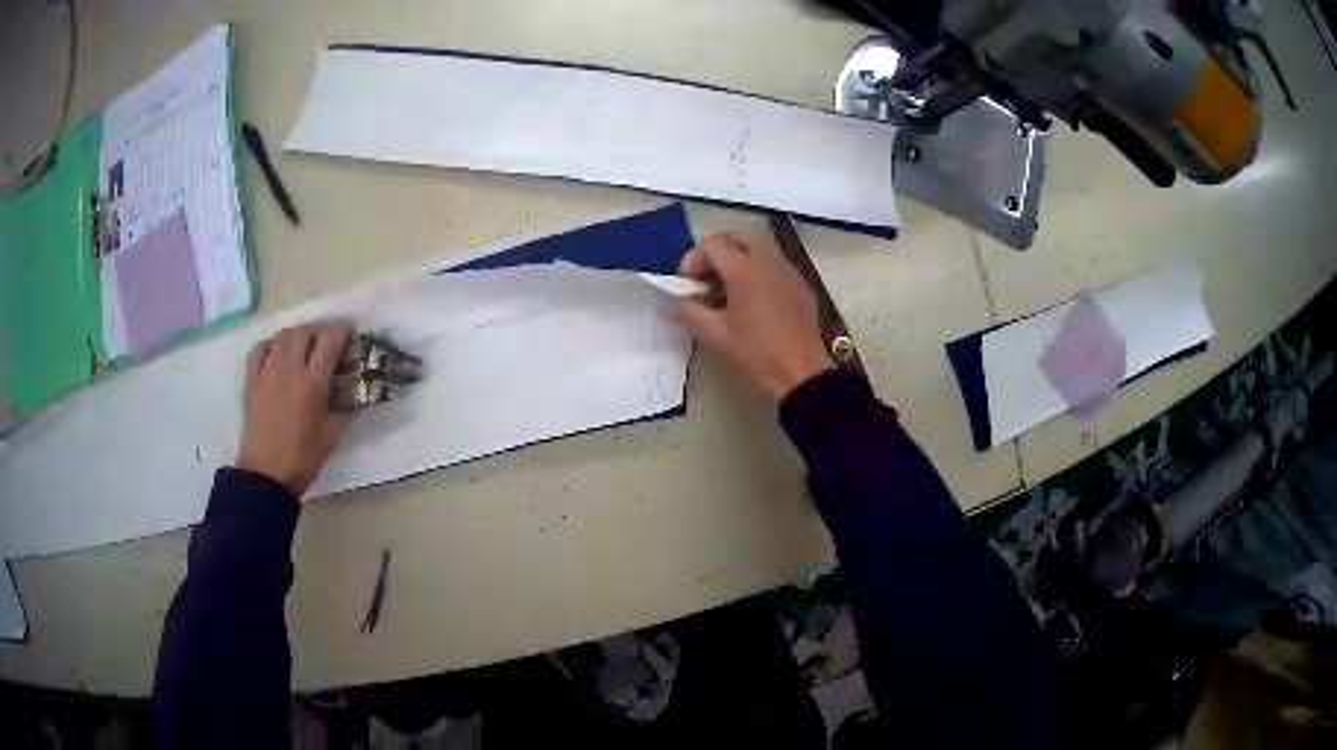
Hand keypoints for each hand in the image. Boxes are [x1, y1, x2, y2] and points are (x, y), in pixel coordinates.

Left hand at [235, 320, 351, 496]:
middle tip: (327, 338)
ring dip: (297, 333)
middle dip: (319, 329)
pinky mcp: (251, 380)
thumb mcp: (332, 435)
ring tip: (303, 343)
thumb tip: (353, 393)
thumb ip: (344, 409)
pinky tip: (277, 352)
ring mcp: (267, 372)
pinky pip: (260, 349)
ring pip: (283, 336)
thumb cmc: (302, 458)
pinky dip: (271, 344)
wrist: (266, 473)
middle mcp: (290, 369)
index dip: (341, 330)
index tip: (348, 332)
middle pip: (305, 331)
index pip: (329, 340)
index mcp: (313, 383)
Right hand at [667, 232, 833, 400]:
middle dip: (720, 252)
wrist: (802, 371)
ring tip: (729, 291)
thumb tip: (667, 305)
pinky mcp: (801, 286)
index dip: (695, 259)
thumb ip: (688, 313)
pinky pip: (776, 266)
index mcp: (744, 270)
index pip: (713, 244)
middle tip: (709, 279)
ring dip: (740, 260)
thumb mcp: (716, 335)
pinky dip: (760, 272)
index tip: (690, 285)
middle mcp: (769, 261)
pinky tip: (755, 303)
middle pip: (739, 237)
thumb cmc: (757, 351)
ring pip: (761, 249)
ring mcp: (789, 271)